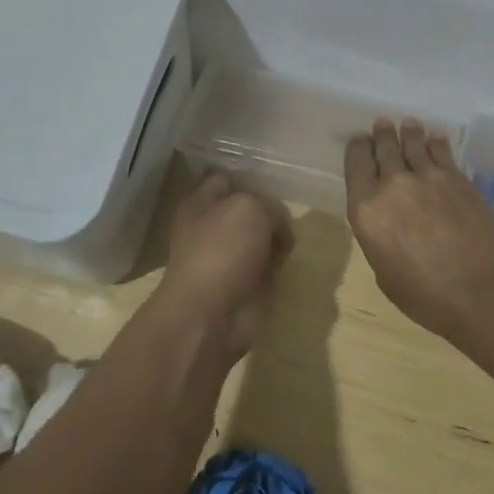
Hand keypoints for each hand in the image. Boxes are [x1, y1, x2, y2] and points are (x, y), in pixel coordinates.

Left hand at [155, 172, 291, 360]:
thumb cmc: (223, 251)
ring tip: (292, 233)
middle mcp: (213, 226)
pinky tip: (290, 258)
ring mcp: (230, 255)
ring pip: (261, 235)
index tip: (275, 177)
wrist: (212, 316)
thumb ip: (270, 207)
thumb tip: (278, 229)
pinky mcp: (247, 282)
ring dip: (277, 236)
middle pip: (248, 207)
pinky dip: (280, 262)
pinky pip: (269, 262)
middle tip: (290, 207)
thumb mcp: (251, 209)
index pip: (226, 178)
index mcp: (200, 203)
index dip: (249, 176)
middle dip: (269, 208)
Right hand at [344, 118, 493, 349]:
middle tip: (382, 124)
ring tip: (408, 124)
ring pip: (412, 144)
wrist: (485, 291)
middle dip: (381, 135)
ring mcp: (427, 177)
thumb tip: (388, 222)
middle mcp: (392, 185)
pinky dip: (436, 142)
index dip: (357, 149)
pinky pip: (442, 152)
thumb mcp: (386, 274)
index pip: (355, 165)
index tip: (360, 141)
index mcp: (366, 210)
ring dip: (408, 132)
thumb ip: (380, 238)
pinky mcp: (457, 178)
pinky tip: (435, 137)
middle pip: (383, 149)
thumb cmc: (429, 297)